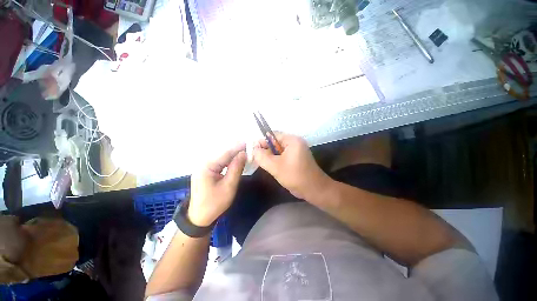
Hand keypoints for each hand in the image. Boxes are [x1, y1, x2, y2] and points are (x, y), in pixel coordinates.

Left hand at [188, 144, 246, 226]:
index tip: (249, 142)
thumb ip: (236, 168)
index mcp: (207, 166)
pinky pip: (220, 163)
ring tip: (245, 151)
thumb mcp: (229, 186)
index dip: (238, 147)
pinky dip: (229, 161)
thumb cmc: (215, 204)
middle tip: (249, 147)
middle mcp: (204, 164)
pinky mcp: (207, 171)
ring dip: (233, 155)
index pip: (226, 153)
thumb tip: (244, 154)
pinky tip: (236, 160)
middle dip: (236, 150)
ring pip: (222, 158)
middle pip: (223, 154)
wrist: (199, 218)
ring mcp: (204, 167)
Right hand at [253, 133, 331, 199]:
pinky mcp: (297, 158)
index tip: (253, 150)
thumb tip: (254, 148)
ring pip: (278, 150)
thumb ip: (262, 156)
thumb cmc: (295, 176)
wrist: (313, 189)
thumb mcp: (275, 166)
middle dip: (266, 150)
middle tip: (257, 159)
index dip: (262, 142)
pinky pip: (283, 155)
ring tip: (263, 164)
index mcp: (292, 140)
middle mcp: (295, 142)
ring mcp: (297, 150)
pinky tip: (272, 166)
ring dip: (271, 156)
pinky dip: (276, 159)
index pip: (272, 135)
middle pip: (275, 142)